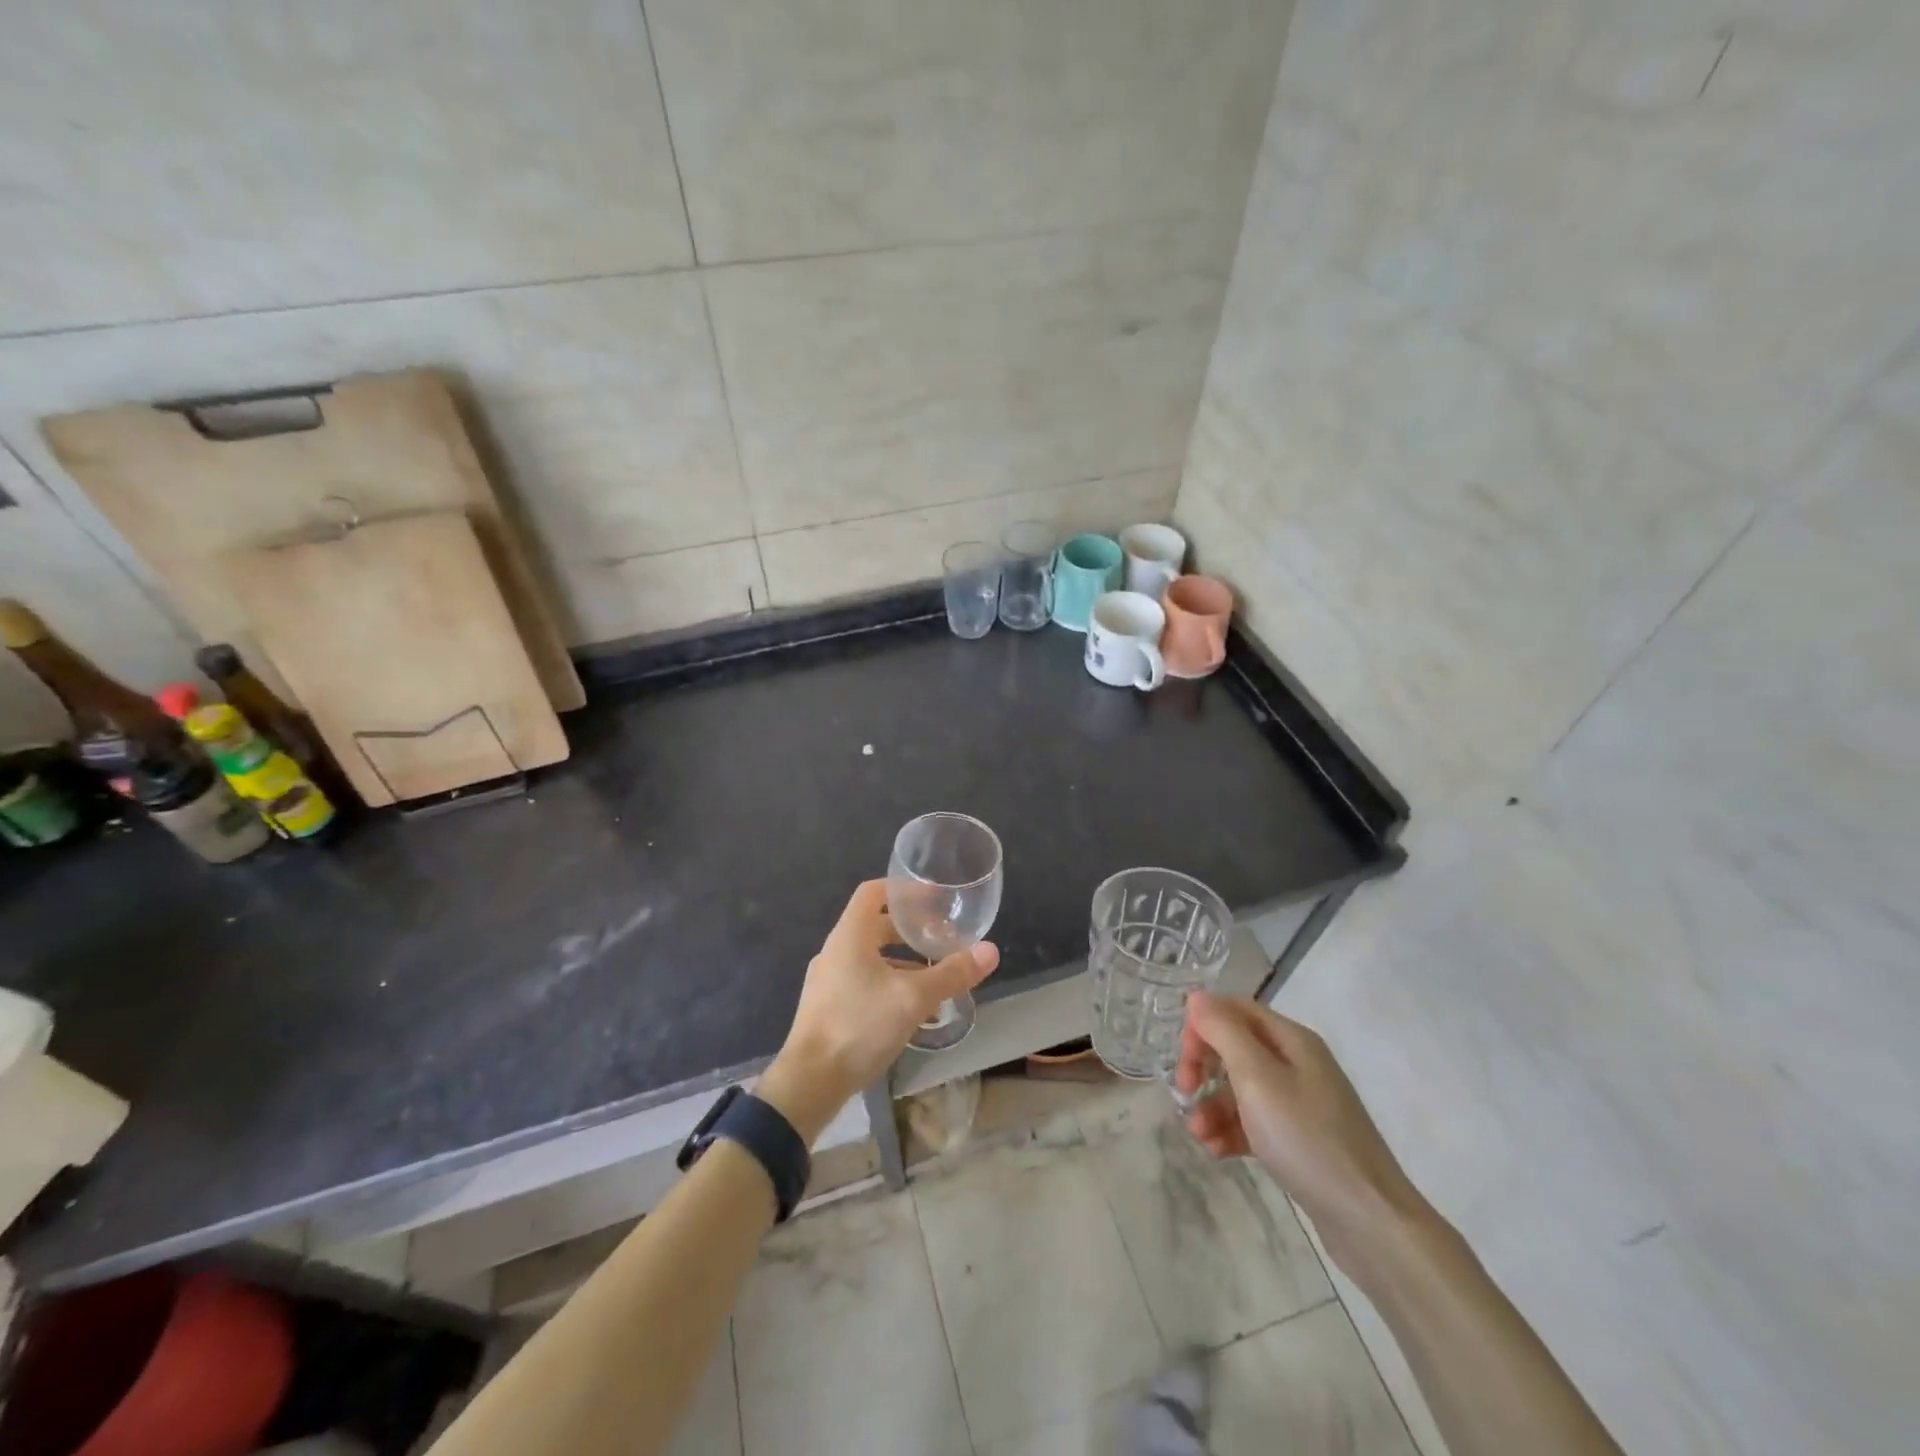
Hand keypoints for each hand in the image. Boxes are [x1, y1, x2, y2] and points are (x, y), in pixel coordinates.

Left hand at [758, 880, 997, 1144]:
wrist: (809, 1082)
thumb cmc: (860, 1025)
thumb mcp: (913, 998)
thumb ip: (951, 973)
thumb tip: (991, 951)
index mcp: (850, 935)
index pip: (874, 891)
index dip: (904, 889)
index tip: (934, 897)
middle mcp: (836, 950)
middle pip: (876, 925)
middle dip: (911, 930)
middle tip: (943, 938)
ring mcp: (829, 980)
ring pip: (872, 957)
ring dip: (904, 961)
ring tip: (936, 975)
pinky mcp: (829, 1006)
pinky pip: (864, 981)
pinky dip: (890, 983)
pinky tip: (913, 1009)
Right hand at [1176, 992, 1430, 1267]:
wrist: (1370, 1222)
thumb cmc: (1307, 1139)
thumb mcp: (1257, 1078)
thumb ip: (1224, 1032)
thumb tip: (1197, 997)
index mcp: (1291, 1039)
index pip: (1234, 1009)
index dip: (1202, 1026)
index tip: (1184, 1060)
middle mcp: (1297, 1063)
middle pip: (1235, 1046)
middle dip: (1203, 1066)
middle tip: (1185, 1092)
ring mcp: (1301, 1103)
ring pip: (1241, 1088)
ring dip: (1212, 1105)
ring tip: (1199, 1135)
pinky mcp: (1300, 1139)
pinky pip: (1254, 1122)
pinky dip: (1231, 1130)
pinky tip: (1217, 1151)